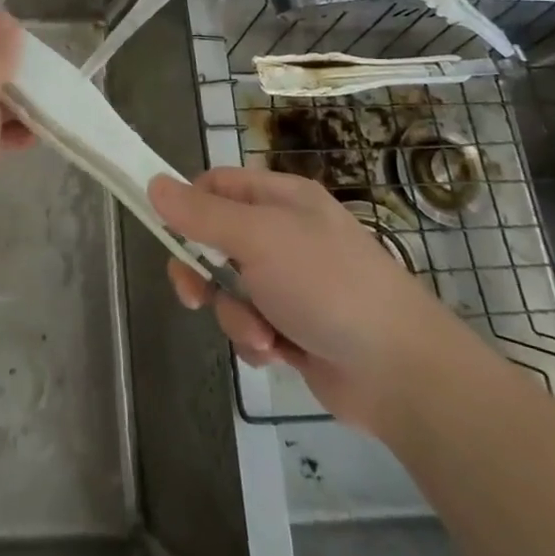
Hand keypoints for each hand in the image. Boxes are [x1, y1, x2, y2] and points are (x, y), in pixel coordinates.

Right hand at [148, 168, 473, 433]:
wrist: (400, 371)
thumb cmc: (327, 285)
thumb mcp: (258, 238)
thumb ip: (201, 214)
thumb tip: (154, 184)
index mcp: (280, 199)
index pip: (216, 185)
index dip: (188, 205)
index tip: (167, 231)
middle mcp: (284, 235)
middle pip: (215, 241)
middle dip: (203, 272)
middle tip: (193, 294)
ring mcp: (291, 283)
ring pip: (230, 290)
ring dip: (235, 315)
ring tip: (262, 334)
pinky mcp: (295, 327)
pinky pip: (252, 324)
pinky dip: (258, 340)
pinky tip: (279, 353)